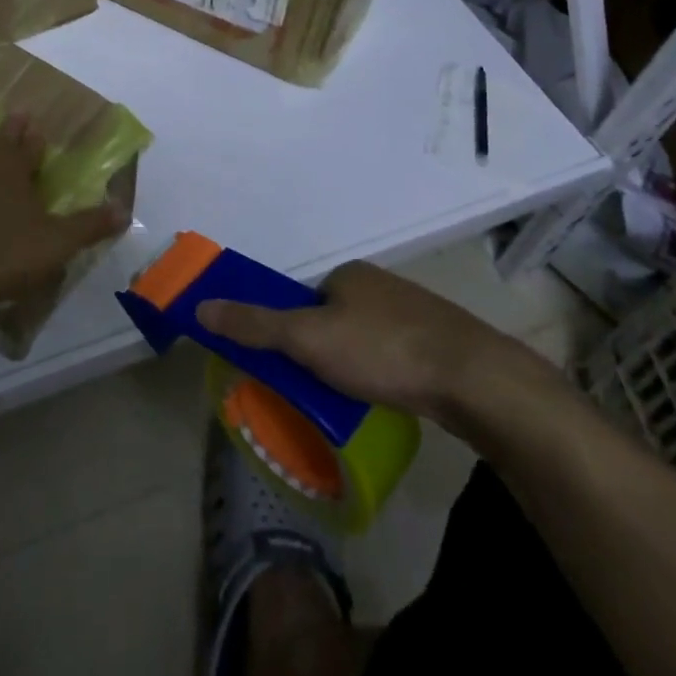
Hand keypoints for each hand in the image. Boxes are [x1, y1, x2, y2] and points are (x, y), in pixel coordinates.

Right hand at [194, 261, 564, 420]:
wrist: (472, 378)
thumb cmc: (382, 350)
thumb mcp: (308, 339)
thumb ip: (255, 325)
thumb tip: (202, 307)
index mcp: (349, 275)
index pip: (305, 300)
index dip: (293, 333)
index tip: (292, 368)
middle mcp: (381, 284)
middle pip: (335, 318)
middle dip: (324, 352)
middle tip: (320, 391)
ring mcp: (416, 311)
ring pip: (368, 339)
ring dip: (355, 365)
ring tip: (355, 401)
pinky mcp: (441, 340)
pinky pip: (396, 355)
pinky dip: (385, 373)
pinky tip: (389, 397)